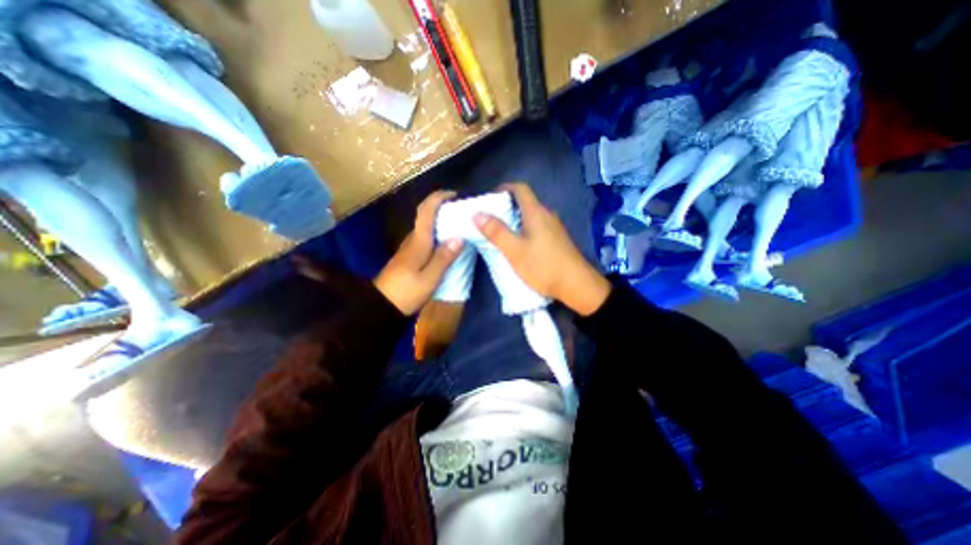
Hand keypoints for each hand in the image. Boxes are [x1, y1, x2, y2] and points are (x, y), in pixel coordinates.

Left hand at [372, 190, 464, 315]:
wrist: (381, 306)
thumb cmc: (406, 292)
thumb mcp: (429, 278)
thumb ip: (444, 258)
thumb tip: (459, 237)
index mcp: (418, 242)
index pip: (425, 211)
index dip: (438, 198)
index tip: (454, 194)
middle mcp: (412, 240)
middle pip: (425, 216)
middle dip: (443, 208)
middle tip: (462, 212)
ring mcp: (409, 248)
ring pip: (426, 227)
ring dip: (440, 221)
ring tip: (459, 225)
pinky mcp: (409, 256)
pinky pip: (425, 238)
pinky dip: (437, 234)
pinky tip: (447, 243)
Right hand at [475, 184, 608, 313]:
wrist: (576, 285)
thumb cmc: (543, 266)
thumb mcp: (514, 250)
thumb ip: (496, 232)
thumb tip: (477, 214)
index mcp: (536, 212)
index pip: (520, 189)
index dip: (504, 188)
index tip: (490, 198)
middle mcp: (547, 215)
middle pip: (525, 202)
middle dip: (506, 207)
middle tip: (490, 219)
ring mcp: (555, 228)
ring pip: (531, 216)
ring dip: (515, 220)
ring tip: (500, 233)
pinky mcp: (557, 240)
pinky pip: (537, 227)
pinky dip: (524, 230)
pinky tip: (519, 246)